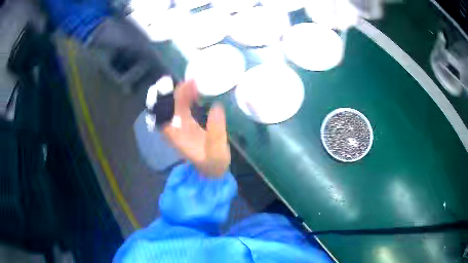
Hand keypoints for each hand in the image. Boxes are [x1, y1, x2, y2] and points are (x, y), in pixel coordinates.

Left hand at [162, 80, 230, 176]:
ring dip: (181, 93)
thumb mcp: (217, 151)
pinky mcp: (186, 124)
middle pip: (167, 107)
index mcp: (176, 136)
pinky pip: (182, 107)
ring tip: (194, 82)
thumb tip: (216, 107)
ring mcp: (179, 126)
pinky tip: (195, 91)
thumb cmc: (214, 163)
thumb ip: (217, 131)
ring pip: (174, 105)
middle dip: (174, 92)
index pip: (163, 115)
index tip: (176, 86)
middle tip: (190, 80)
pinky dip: (187, 97)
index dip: (166, 99)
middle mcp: (174, 129)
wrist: (213, 171)